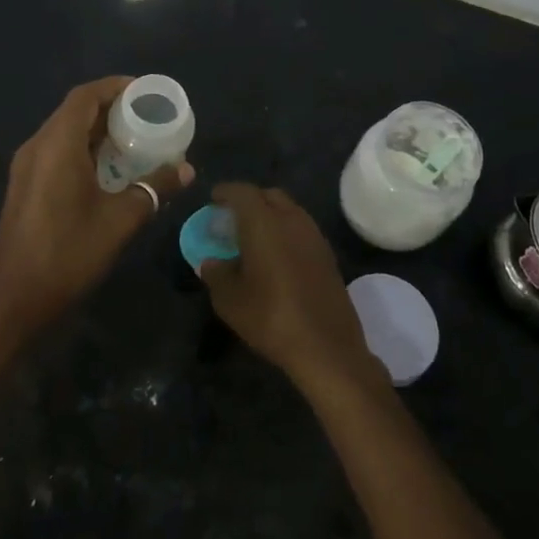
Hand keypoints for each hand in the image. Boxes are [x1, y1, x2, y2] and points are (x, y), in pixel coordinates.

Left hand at [0, 76, 193, 338]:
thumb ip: (153, 188)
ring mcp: (26, 167)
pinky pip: (56, 151)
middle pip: (73, 111)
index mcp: (56, 145)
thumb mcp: (120, 220)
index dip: (114, 86)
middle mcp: (36, 147)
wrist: (13, 300)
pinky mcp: (24, 186)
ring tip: (132, 139)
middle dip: (110, 107)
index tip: (145, 91)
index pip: (85, 96)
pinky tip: (106, 169)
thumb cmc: (68, 253)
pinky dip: (82, 148)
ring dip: (95, 130)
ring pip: (63, 132)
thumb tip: (186, 169)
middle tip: (146, 116)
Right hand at [199, 183, 383, 394]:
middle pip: (268, 195)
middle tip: (232, 218)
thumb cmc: (271, 317)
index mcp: (263, 222)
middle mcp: (291, 219)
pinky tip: (277, 255)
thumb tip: (210, 262)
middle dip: (249, 200)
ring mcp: (314, 235)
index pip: (242, 192)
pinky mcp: (328, 254)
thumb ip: (215, 274)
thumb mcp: (230, 300)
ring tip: (254, 237)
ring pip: (289, 210)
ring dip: (270, 215)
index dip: (225, 192)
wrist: (327, 347)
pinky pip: (301, 229)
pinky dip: (286, 231)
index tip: (213, 200)